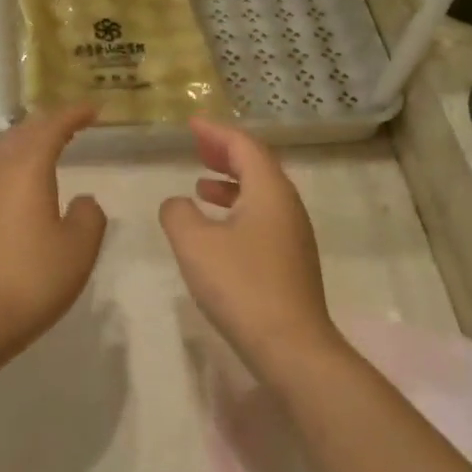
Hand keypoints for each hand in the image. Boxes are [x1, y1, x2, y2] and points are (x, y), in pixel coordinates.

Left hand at [0, 104, 106, 367]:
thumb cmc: (29, 281)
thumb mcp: (77, 250)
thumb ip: (88, 218)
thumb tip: (82, 201)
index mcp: (25, 171)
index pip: (50, 127)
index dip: (73, 114)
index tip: (94, 108)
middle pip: (18, 134)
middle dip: (45, 123)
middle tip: (70, 124)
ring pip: (1, 158)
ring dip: (27, 149)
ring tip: (50, 156)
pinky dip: (14, 177)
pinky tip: (25, 202)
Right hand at [159, 118, 339, 376]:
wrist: (291, 346)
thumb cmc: (241, 286)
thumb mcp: (195, 244)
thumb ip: (178, 213)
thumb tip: (177, 203)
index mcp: (269, 191)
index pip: (244, 146)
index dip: (216, 133)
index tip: (192, 124)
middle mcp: (287, 206)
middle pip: (257, 166)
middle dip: (225, 152)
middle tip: (197, 145)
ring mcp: (293, 235)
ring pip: (261, 193)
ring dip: (231, 182)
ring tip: (201, 183)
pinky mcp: (291, 261)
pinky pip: (262, 217)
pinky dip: (238, 209)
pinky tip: (218, 228)